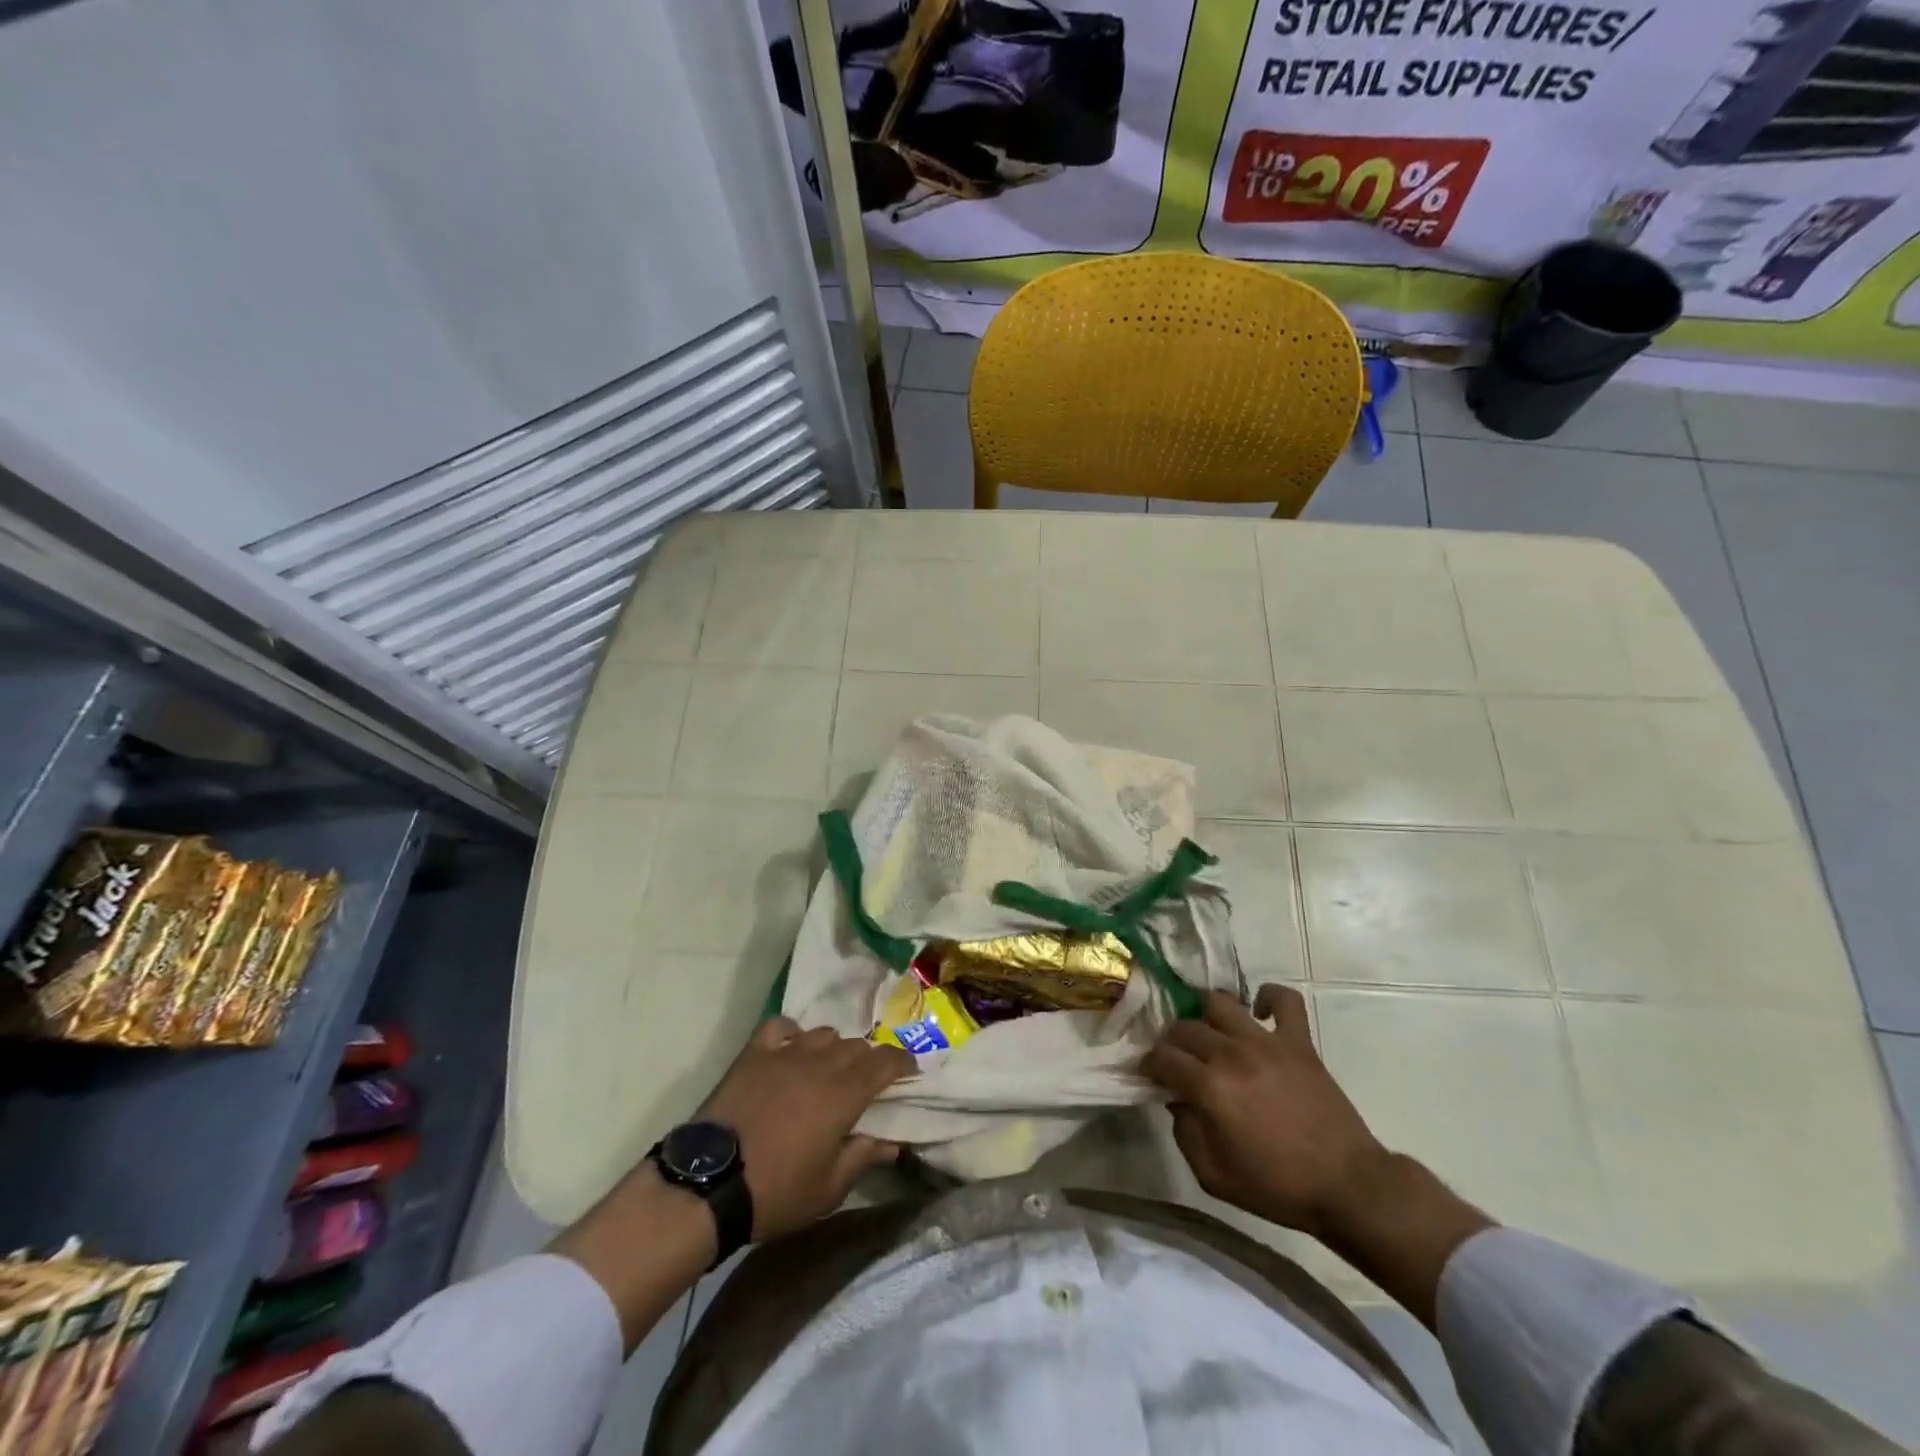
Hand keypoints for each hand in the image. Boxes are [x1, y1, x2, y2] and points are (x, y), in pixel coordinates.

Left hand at [697, 1016, 916, 1241]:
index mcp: (845, 1093)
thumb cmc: (775, 1191)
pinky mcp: (754, 1054)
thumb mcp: (828, 1189)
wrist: (709, 1184)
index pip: (885, 1062)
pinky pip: (779, 1027)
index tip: (910, 1070)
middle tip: (865, 1083)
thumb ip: (863, 1158)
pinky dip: (791, 1033)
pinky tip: (790, 1048)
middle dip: (868, 1061)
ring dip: (833, 1049)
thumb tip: (892, 1143)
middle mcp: (820, 1063)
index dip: (902, 1062)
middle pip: (856, 1046)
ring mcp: (785, 1053)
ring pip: (823, 1034)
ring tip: (827, 1069)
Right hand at [1142, 986, 1386, 1239]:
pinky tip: (1259, 1013)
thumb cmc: (1278, 1187)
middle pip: (1185, 1028)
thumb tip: (1177, 1102)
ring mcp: (1267, 1042)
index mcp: (1210, 1088)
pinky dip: (1268, 997)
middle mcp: (1232, 1054)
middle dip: (1171, 1042)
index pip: (1163, 1057)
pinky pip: (1284, 999)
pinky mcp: (1298, 1041)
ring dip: (1206, 1014)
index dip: (1149, 1063)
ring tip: (1209, 1032)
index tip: (1150, 1073)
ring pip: (1220, 1003)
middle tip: (1177, 1059)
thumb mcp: (1214, 1177)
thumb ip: (1185, 1134)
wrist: (1346, 1185)